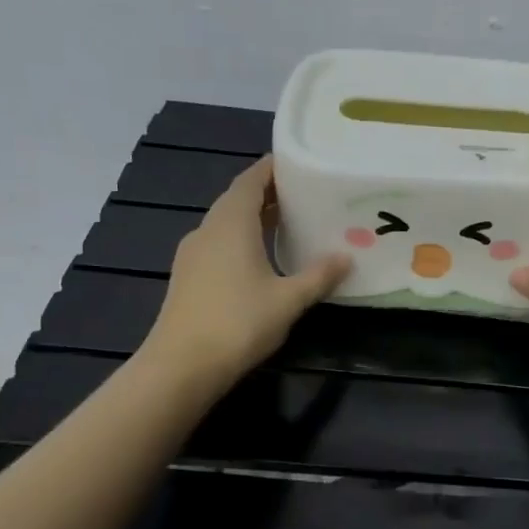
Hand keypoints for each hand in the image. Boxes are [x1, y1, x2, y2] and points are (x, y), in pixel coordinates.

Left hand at [139, 157, 348, 396]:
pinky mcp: (188, 276)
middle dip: (268, 193)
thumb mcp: (289, 299)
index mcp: (231, 223)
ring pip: (226, 223)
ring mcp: (193, 254)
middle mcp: (208, 230)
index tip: (298, 162)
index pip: (251, 181)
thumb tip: (346, 257)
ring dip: (254, 217)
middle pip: (238, 199)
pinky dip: (241, 239)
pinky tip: (261, 257)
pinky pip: (219, 244)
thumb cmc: (238, 323)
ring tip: (287, 222)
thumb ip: (319, 276)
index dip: (272, 168)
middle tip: (303, 194)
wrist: (181, 365)